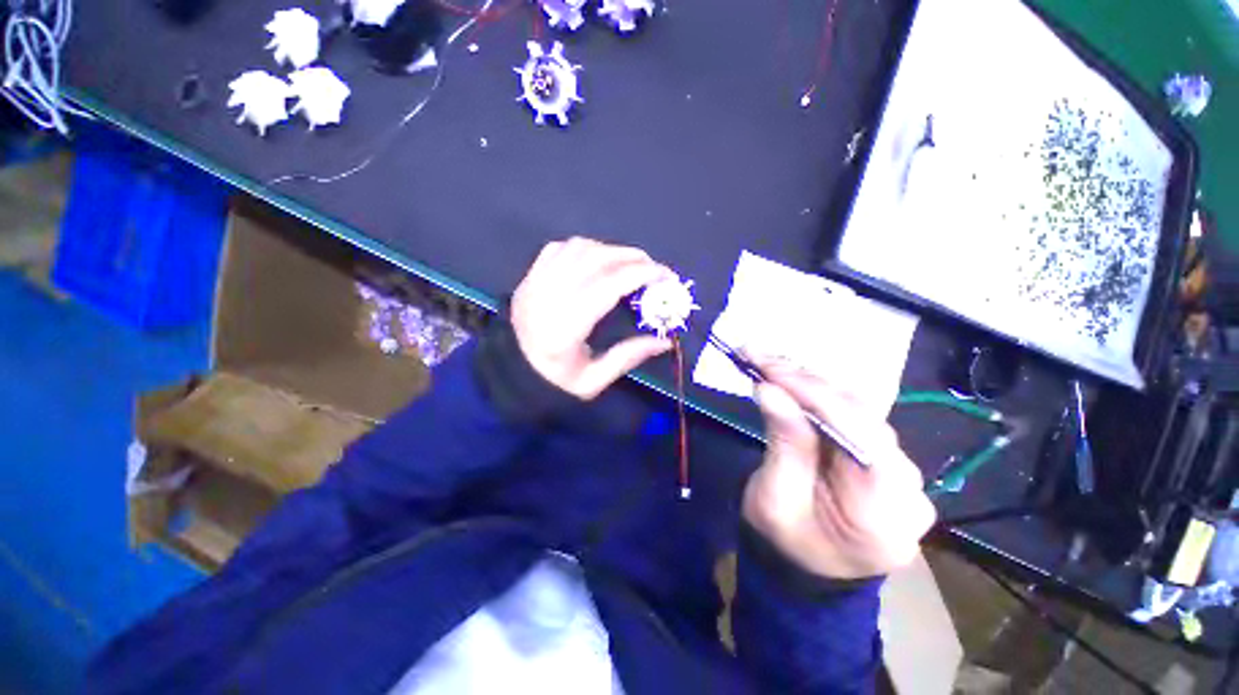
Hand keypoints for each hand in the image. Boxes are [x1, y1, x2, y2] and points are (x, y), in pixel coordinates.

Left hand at [511, 238, 674, 399]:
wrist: (509, 375)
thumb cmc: (552, 383)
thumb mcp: (593, 381)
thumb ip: (628, 357)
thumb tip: (665, 341)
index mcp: (565, 328)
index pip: (608, 286)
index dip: (641, 275)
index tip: (666, 276)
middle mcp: (548, 297)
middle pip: (596, 260)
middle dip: (632, 257)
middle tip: (653, 268)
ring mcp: (535, 283)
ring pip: (578, 248)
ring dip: (610, 250)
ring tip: (628, 264)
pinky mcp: (529, 277)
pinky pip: (559, 248)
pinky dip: (584, 248)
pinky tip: (596, 260)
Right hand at [743, 363, 935, 579]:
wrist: (806, 567)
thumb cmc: (785, 543)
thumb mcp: (774, 500)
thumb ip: (782, 444)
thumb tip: (769, 389)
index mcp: (885, 517)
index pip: (863, 439)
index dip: (817, 397)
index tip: (770, 370)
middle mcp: (908, 489)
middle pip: (862, 417)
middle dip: (805, 382)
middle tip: (759, 357)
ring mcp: (901, 471)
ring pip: (858, 409)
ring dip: (809, 382)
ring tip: (768, 362)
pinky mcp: (883, 456)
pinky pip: (853, 415)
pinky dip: (817, 393)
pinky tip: (789, 378)